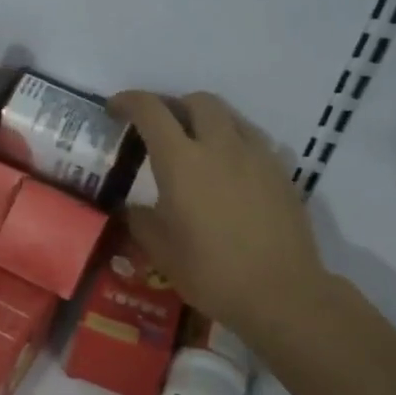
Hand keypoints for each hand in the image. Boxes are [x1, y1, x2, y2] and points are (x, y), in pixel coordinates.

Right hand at [110, 90, 332, 338]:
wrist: (281, 293)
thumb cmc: (210, 272)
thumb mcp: (160, 249)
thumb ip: (139, 218)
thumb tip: (131, 207)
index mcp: (181, 161)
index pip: (150, 110)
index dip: (128, 101)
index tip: (114, 109)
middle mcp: (219, 146)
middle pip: (196, 101)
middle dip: (172, 105)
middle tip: (158, 128)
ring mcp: (256, 155)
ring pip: (229, 115)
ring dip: (205, 120)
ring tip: (194, 145)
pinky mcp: (281, 172)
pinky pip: (252, 139)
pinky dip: (232, 142)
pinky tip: (228, 171)